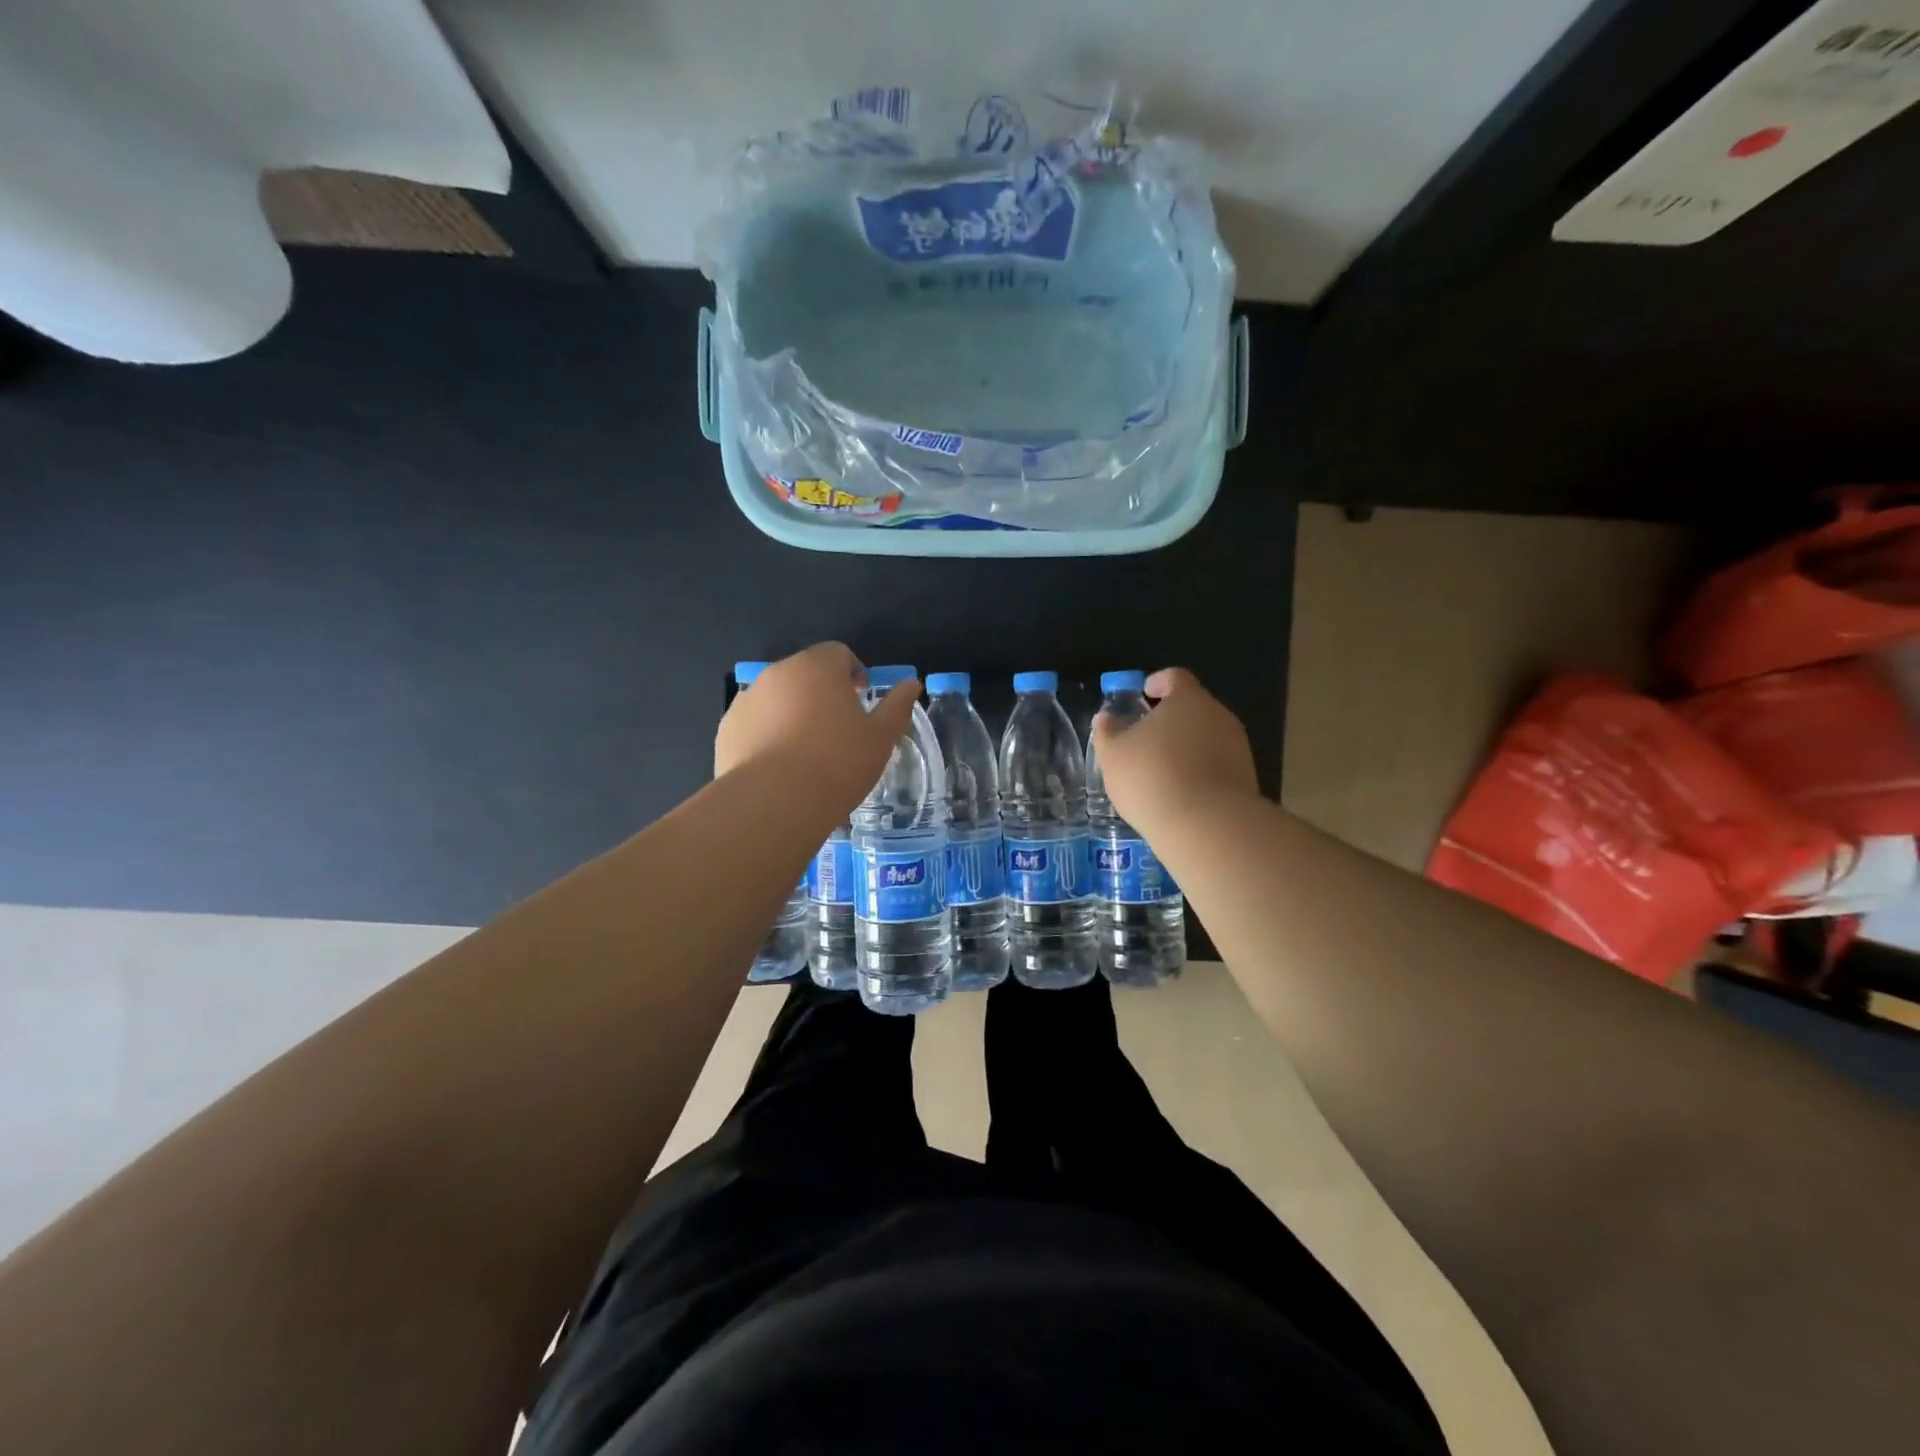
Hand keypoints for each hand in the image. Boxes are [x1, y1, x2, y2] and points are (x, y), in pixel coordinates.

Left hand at [715, 643, 920, 813]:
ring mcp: (747, 699)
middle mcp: (778, 673)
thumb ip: (897, 706)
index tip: (861, 702)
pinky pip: (754, 723)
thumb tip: (912, 684)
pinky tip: (779, 768)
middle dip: (821, 693)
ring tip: (806, 753)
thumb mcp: (881, 737)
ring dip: (792, 713)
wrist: (775, 802)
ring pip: (777, 698)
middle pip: (805, 673)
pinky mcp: (727, 728)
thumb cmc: (838, 763)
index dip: (853, 674)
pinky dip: (767, 735)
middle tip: (837, 730)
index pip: (839, 653)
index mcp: (818, 667)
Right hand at [1090, 668, 1258, 835]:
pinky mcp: (1246, 778)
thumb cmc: (1151, 777)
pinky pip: (1217, 766)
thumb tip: (1106, 718)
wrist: (1207, 826)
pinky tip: (1181, 794)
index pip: (1175, 678)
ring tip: (1162, 772)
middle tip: (1146, 738)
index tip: (1144, 693)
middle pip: (1193, 708)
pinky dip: (1199, 772)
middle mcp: (1219, 716)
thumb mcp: (1114, 755)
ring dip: (1186, 748)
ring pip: (1207, 738)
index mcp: (1188, 699)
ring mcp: (1238, 748)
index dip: (1158, 682)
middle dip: (1171, 720)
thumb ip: (1107, 732)